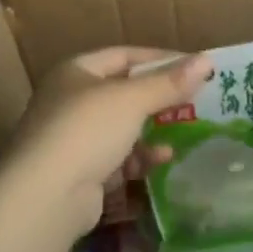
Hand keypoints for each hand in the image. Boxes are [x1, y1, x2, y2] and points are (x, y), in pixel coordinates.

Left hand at [1, 46, 213, 235]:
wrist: (45, 196)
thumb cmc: (87, 130)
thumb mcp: (132, 100)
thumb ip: (169, 82)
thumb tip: (207, 60)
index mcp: (76, 71)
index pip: (124, 55)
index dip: (159, 58)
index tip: (193, 66)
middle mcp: (70, 100)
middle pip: (123, 92)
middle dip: (158, 98)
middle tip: (194, 101)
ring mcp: (73, 138)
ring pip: (122, 128)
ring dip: (152, 130)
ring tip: (182, 132)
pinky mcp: (79, 173)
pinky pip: (116, 158)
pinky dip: (139, 158)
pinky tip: (161, 160)